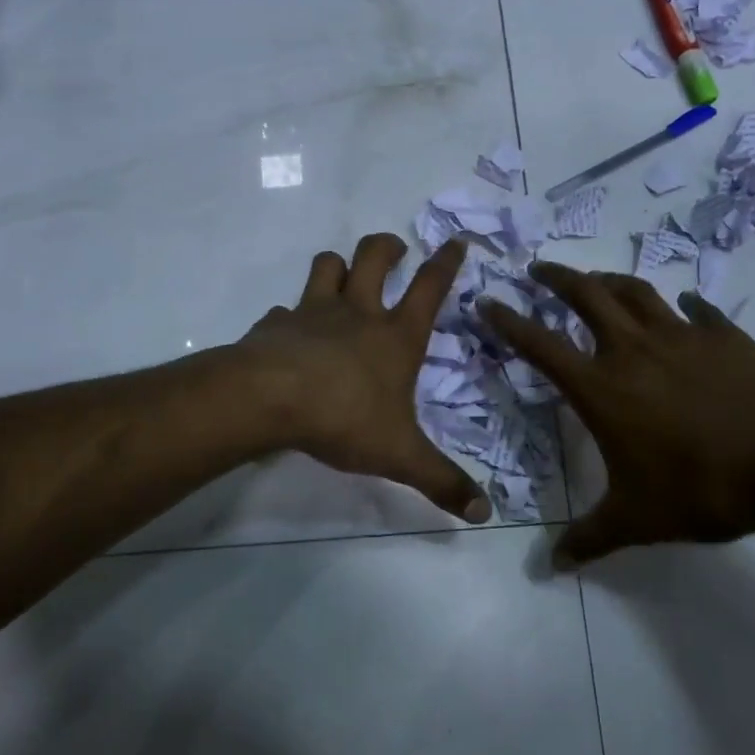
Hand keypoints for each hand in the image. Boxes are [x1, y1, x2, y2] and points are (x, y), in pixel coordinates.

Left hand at [239, 234, 491, 523]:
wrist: (269, 399)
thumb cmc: (344, 418)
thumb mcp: (400, 456)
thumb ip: (442, 481)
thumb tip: (485, 514)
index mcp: (395, 336)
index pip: (429, 287)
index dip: (446, 262)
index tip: (456, 240)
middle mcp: (357, 313)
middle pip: (374, 258)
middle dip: (386, 247)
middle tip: (395, 249)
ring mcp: (313, 312)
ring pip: (327, 266)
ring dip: (337, 264)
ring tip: (342, 272)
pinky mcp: (276, 323)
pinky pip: (284, 309)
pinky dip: (289, 315)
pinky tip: (288, 331)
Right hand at [481, 263, 754, 567]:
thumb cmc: (700, 488)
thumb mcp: (637, 520)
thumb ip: (590, 538)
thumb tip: (552, 566)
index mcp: (601, 387)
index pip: (540, 345)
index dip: (508, 321)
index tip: (488, 301)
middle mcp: (632, 349)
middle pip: (586, 295)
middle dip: (557, 277)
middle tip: (539, 268)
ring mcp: (680, 335)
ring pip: (635, 291)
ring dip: (610, 280)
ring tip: (597, 279)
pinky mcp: (722, 334)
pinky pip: (698, 310)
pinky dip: (686, 305)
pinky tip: (687, 306)